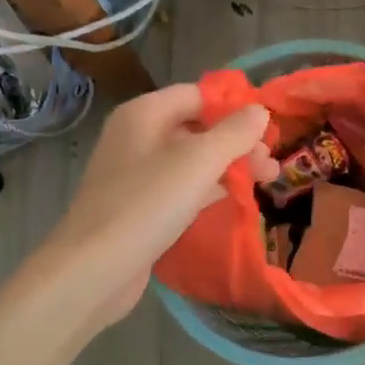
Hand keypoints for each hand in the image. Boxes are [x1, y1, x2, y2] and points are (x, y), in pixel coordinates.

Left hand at [40, 84, 275, 328]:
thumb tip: (260, 110)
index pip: (197, 95)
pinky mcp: (139, 207)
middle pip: (197, 128)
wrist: (93, 269)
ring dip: (228, 167)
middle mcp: (137, 137)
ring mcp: (136, 174)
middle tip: (271, 166)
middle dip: (237, 143)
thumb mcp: (199, 161)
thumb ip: (234, 133)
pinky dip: (208, 190)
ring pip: (192, 161)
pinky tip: (233, 201)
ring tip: (265, 183)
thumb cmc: (147, 204)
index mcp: (145, 113)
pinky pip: (181, 188)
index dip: (234, 108)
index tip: (269, 130)